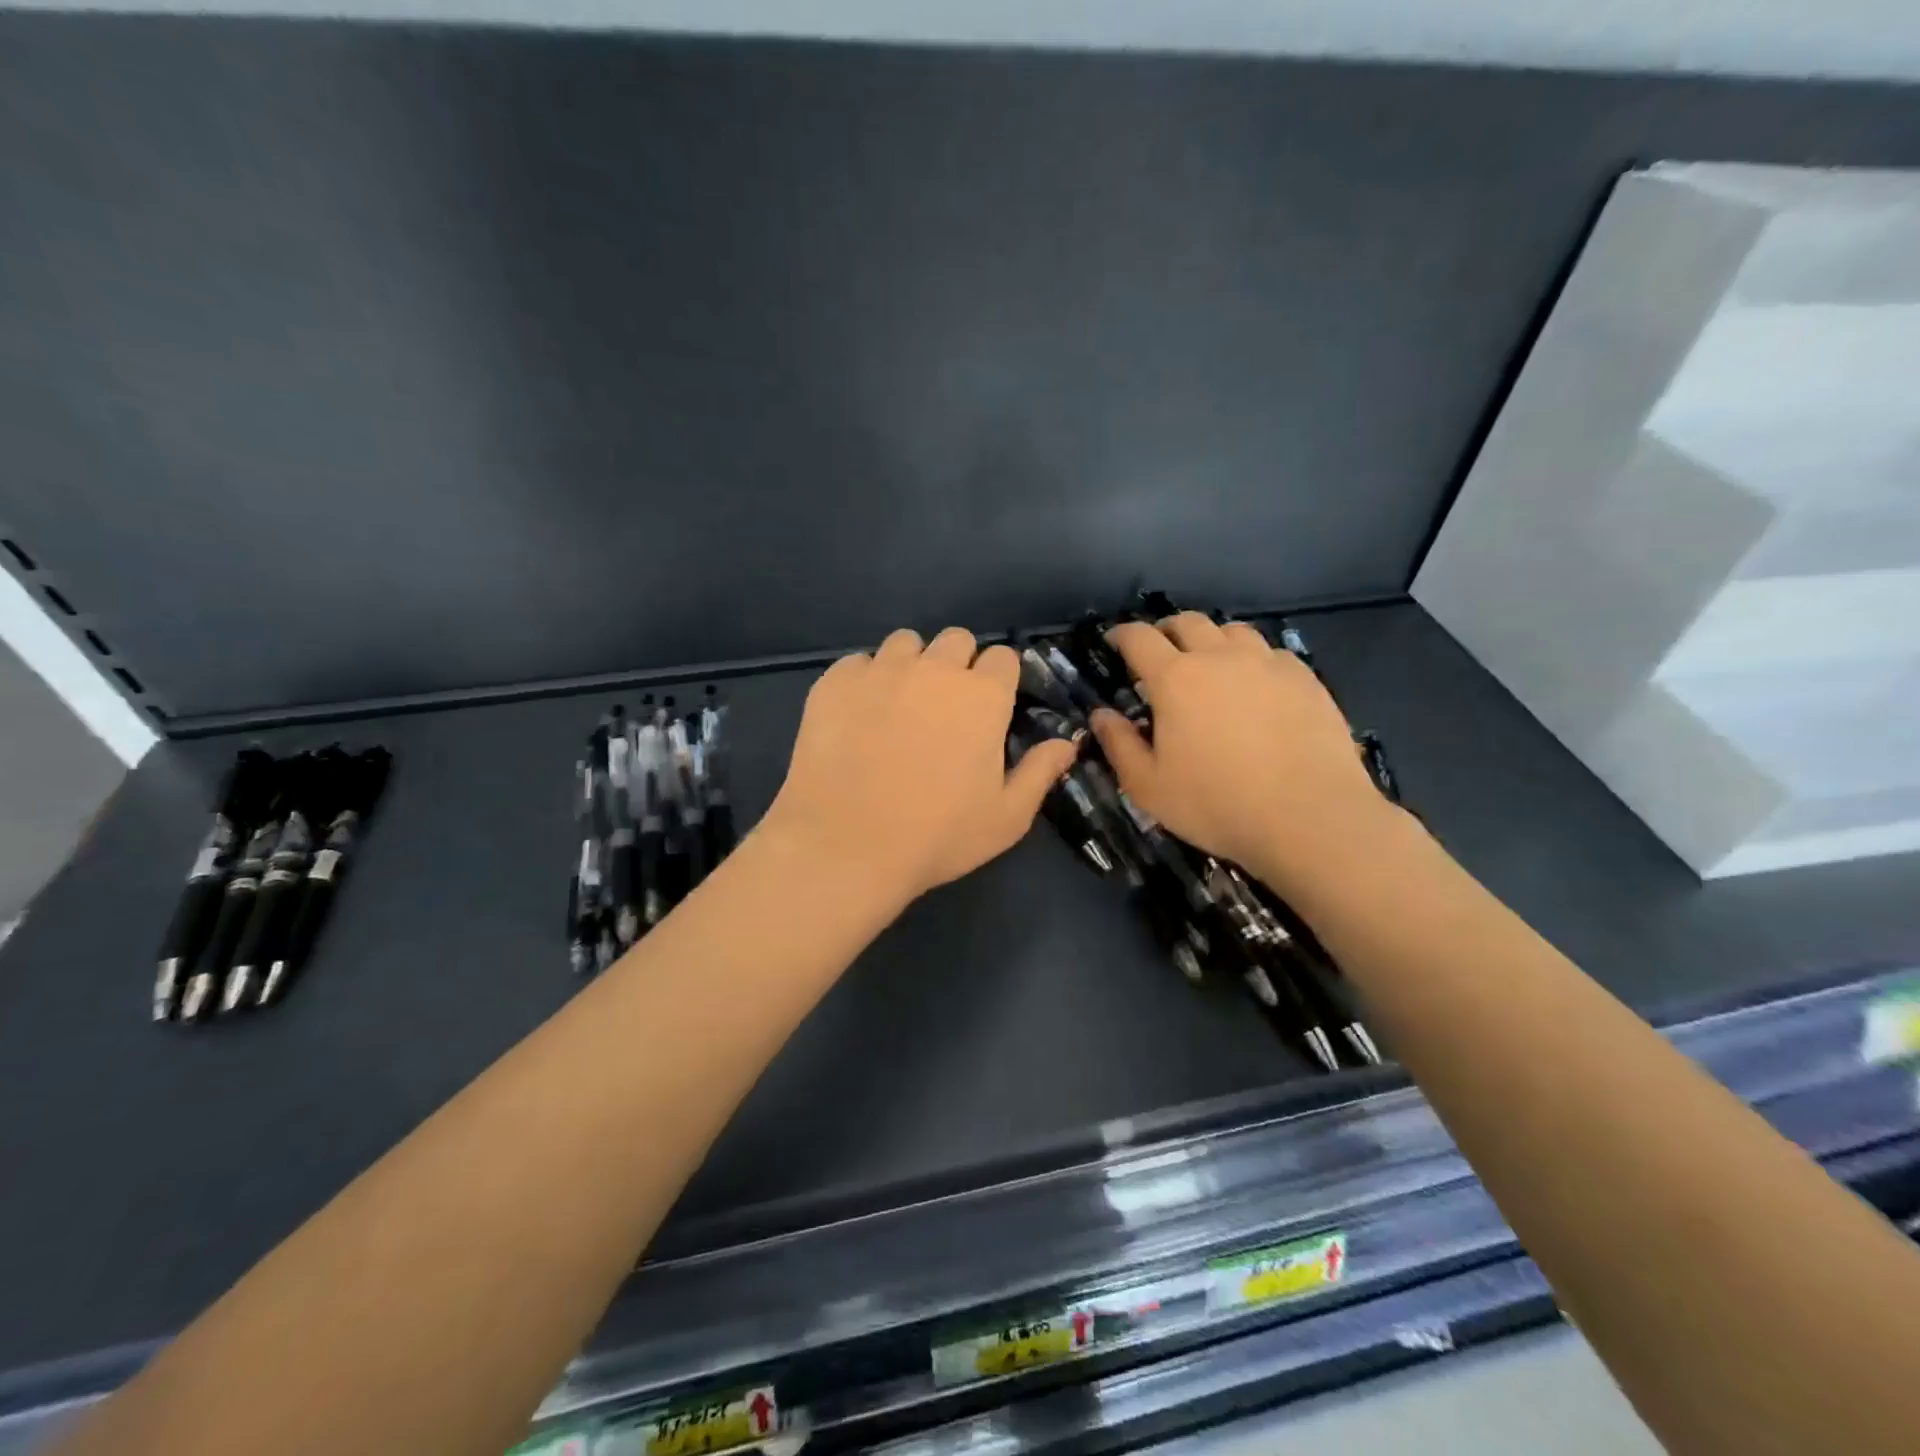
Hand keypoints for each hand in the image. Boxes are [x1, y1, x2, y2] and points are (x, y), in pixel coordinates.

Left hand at [760, 627, 1078, 910]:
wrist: (846, 845)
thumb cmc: (938, 835)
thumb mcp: (1007, 817)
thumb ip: (1040, 771)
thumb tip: (1068, 741)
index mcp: (982, 696)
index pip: (1003, 656)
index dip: (999, 679)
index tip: (989, 708)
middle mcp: (934, 669)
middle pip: (956, 639)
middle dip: (957, 664)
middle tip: (945, 708)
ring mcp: (881, 671)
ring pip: (905, 643)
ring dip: (911, 665)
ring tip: (899, 706)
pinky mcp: (835, 682)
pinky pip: (857, 663)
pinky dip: (864, 681)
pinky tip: (858, 717)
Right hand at [1089, 613, 1389, 891]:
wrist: (1310, 817)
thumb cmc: (1217, 804)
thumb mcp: (1149, 787)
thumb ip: (1118, 745)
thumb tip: (1100, 715)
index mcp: (1175, 679)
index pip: (1139, 638)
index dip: (1121, 635)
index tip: (1114, 642)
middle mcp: (1220, 657)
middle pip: (1188, 622)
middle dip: (1166, 631)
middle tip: (1160, 653)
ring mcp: (1267, 664)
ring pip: (1233, 631)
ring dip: (1212, 640)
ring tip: (1210, 665)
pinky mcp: (1306, 679)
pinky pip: (1271, 653)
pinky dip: (1253, 660)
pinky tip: (1257, 687)